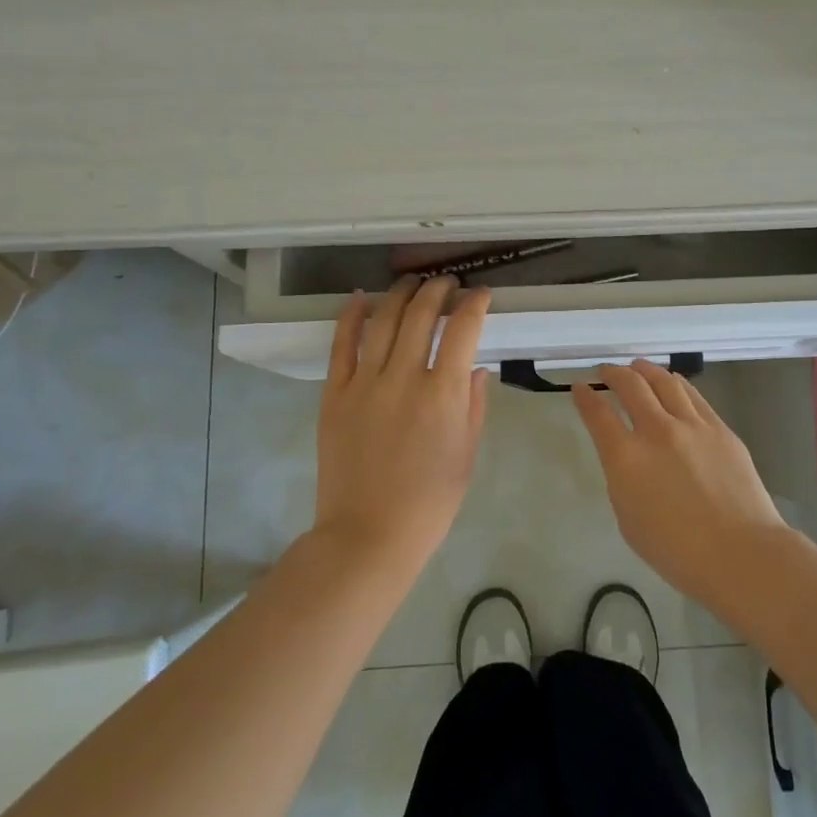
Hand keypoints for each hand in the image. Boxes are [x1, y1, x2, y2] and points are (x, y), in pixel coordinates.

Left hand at [315, 277, 490, 569]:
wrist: (369, 534)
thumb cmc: (430, 501)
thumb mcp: (467, 454)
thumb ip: (473, 405)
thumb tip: (474, 367)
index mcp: (442, 394)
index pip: (462, 329)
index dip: (475, 304)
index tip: (481, 295)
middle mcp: (404, 378)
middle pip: (421, 314)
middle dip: (438, 289)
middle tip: (448, 283)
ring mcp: (364, 383)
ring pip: (383, 320)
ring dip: (400, 293)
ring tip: (412, 282)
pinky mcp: (335, 394)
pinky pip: (342, 345)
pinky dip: (352, 316)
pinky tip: (361, 298)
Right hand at [571, 360, 796, 607]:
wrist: (740, 552)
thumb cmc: (677, 551)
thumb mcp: (629, 519)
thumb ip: (623, 480)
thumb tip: (629, 458)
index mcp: (626, 458)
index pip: (598, 414)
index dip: (584, 396)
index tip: (579, 387)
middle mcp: (657, 431)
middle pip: (630, 385)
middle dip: (613, 373)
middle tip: (606, 371)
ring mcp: (692, 425)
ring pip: (664, 381)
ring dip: (645, 370)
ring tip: (638, 368)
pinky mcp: (720, 428)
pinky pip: (693, 395)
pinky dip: (675, 384)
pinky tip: (673, 384)